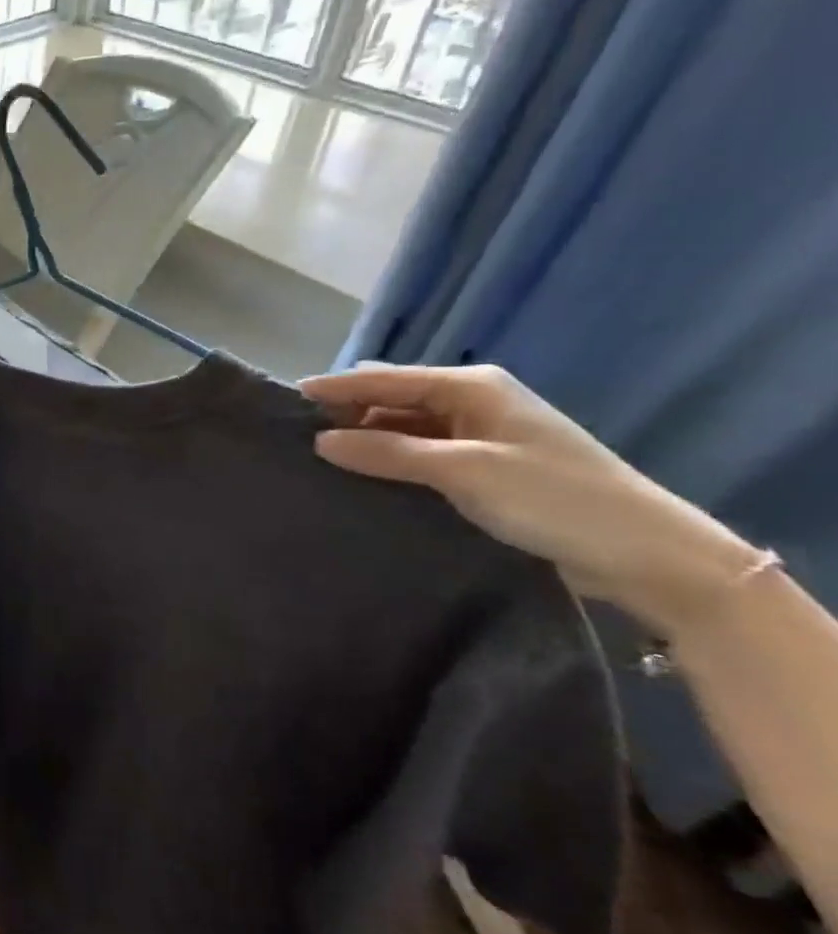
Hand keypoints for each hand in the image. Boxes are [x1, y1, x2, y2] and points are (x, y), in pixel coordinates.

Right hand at [299, 364, 759, 637]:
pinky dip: (392, 461)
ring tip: (321, 459)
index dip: (335, 388)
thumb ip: (388, 452)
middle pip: (392, 399)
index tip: (285, 401)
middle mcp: (473, 402)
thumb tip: (321, 441)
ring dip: (368, 439)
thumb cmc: (553, 498)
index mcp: (471, 386)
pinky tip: (365, 477)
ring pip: (405, 427)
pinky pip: (422, 454)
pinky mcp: (486, 469)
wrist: (648, 554)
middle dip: (347, 412)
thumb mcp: (463, 471)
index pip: (385, 378)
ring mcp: (481, 436)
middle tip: (298, 436)